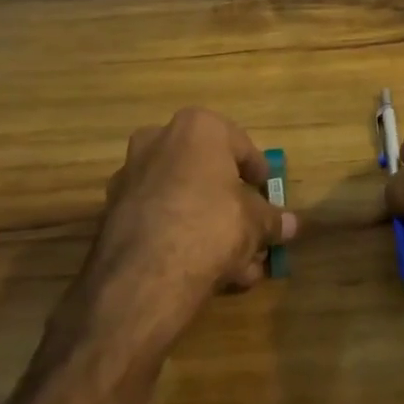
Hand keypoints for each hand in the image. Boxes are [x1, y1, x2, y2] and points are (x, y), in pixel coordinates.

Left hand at [81, 108, 297, 341]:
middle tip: (251, 230)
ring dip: (209, 226)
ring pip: (183, 198)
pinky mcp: (112, 212)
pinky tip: (204, 270)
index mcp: (197, 128)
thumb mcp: (255, 223)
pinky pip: (160, 217)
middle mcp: (159, 140)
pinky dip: (181, 236)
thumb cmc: (210, 226)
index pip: (240, 145)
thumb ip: (272, 220)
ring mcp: (130, 175)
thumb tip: (291, 224)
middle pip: (207, 172)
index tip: (267, 193)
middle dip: (231, 204)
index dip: (258, 173)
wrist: (144, 276)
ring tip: (236, 264)